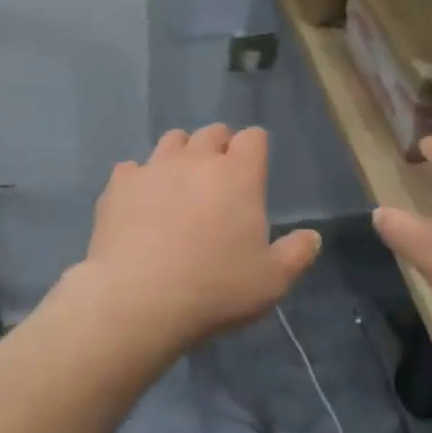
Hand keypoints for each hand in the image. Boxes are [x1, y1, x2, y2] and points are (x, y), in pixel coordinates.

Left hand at [77, 125, 321, 353]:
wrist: (138, 300)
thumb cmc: (215, 288)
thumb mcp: (271, 281)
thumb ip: (297, 254)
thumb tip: (312, 236)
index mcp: (238, 175)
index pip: (253, 137)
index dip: (255, 149)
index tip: (253, 171)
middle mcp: (197, 160)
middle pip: (213, 132)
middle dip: (219, 147)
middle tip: (219, 179)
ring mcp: (154, 168)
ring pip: (172, 140)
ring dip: (181, 154)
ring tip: (180, 184)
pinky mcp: (119, 186)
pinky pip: (131, 169)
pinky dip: (139, 180)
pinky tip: (139, 204)